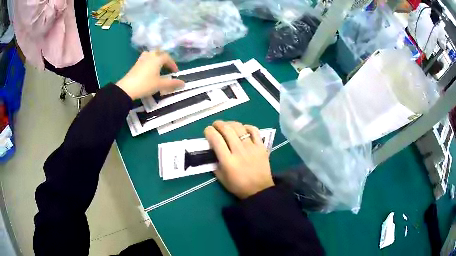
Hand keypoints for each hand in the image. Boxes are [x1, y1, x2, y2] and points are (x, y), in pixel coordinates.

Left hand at [116, 51, 184, 99]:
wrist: (127, 88)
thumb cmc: (146, 84)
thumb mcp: (160, 85)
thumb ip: (172, 83)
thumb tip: (184, 83)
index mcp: (157, 59)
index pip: (168, 58)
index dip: (173, 64)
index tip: (175, 72)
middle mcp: (150, 56)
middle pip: (159, 52)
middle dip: (164, 58)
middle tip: (167, 65)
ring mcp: (141, 59)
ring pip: (151, 54)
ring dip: (156, 57)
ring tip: (158, 64)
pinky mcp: (135, 64)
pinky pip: (145, 59)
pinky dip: (149, 61)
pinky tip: (149, 68)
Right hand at [204, 121, 273, 198]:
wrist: (259, 190)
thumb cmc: (238, 186)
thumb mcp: (221, 178)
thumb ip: (215, 163)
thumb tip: (212, 150)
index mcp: (228, 161)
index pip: (216, 139)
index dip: (209, 131)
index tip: (207, 131)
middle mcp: (239, 151)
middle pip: (227, 130)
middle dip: (218, 124)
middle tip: (215, 125)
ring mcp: (251, 147)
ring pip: (239, 128)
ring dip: (230, 123)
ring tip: (227, 125)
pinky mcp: (261, 147)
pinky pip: (254, 131)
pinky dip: (247, 127)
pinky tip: (243, 129)